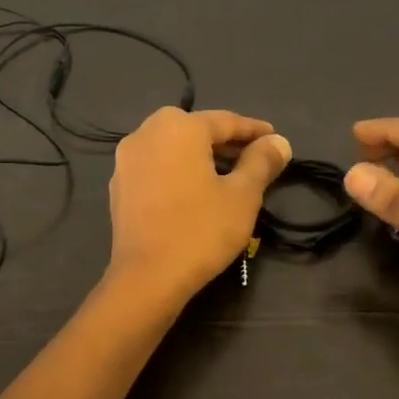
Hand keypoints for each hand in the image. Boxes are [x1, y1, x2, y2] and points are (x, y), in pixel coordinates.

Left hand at [108, 107, 291, 299]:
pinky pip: (156, 165)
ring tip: (227, 173)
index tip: (275, 139)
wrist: (147, 277)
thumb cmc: (201, 230)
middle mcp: (146, 133)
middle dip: (225, 140)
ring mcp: (127, 159)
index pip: (225, 121)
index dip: (254, 130)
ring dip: (200, 154)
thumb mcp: (243, 195)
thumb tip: (279, 142)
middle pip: (194, 129)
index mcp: (178, 127)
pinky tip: (195, 189)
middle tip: (252, 155)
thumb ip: (261, 162)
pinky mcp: (119, 185)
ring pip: (172, 146)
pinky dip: (178, 169)